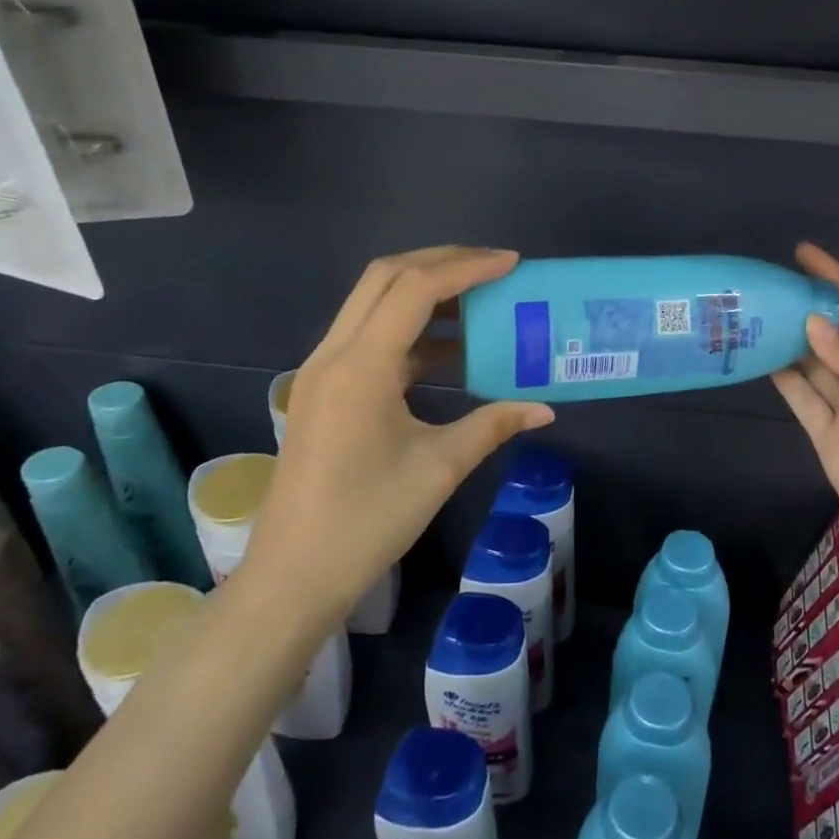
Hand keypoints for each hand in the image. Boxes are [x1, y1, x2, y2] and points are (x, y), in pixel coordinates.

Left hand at [251, 247, 553, 613]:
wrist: (294, 575)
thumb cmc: (368, 520)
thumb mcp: (440, 467)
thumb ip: (493, 425)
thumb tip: (544, 410)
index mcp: (361, 367)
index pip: (416, 289)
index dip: (467, 268)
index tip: (512, 264)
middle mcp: (334, 354)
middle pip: (386, 278)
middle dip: (442, 263)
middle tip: (493, 268)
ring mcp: (322, 371)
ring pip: (373, 302)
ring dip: (424, 292)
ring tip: (478, 301)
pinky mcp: (323, 390)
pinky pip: (369, 336)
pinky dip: (410, 329)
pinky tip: (448, 352)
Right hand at [772, 244, 838, 582]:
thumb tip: (811, 325)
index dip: (836, 280)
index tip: (804, 252)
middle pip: (835, 337)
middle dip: (805, 311)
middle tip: (766, 286)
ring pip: (814, 368)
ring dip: (789, 343)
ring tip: (754, 315)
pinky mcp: (831, 441)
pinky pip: (805, 402)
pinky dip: (786, 381)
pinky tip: (762, 358)